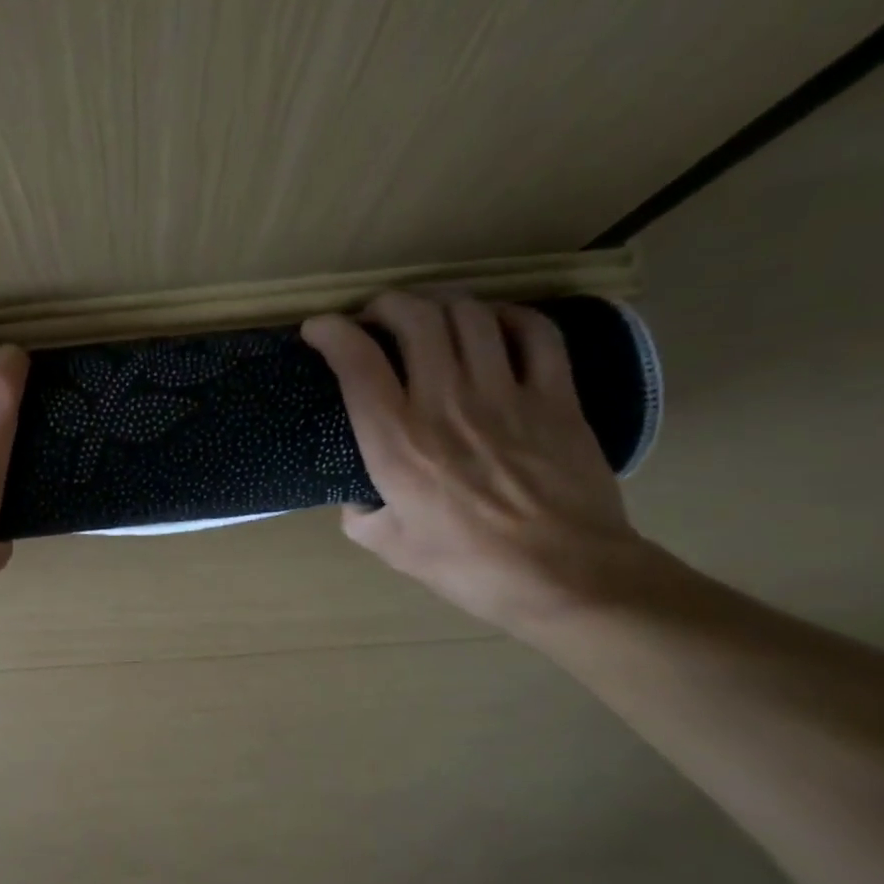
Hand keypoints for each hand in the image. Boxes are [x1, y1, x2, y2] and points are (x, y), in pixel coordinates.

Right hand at [302, 292, 651, 633]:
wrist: (565, 578)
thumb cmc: (468, 567)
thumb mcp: (390, 547)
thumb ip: (360, 514)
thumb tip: (358, 495)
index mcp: (397, 442)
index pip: (357, 361)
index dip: (330, 332)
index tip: (318, 329)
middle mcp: (446, 403)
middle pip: (414, 318)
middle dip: (385, 305)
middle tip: (375, 319)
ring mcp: (506, 394)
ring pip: (469, 315)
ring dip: (439, 304)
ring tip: (428, 318)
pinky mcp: (555, 397)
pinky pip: (535, 332)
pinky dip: (507, 316)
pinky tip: (493, 325)